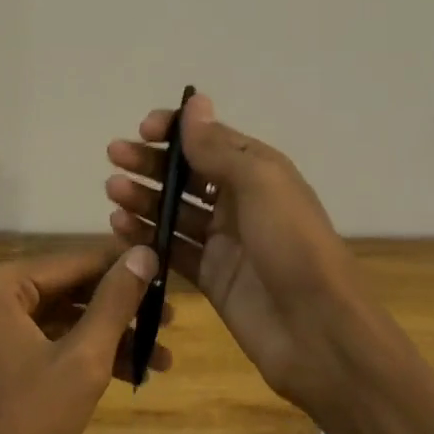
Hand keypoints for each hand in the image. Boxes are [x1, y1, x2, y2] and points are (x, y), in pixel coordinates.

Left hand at [0, 245, 166, 433]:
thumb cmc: (26, 421)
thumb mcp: (82, 359)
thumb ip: (114, 302)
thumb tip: (144, 252)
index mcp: (0, 283)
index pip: (74, 261)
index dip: (123, 268)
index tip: (166, 273)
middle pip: (69, 288)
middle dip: (120, 308)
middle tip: (169, 318)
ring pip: (62, 317)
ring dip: (108, 335)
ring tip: (161, 354)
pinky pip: (48, 340)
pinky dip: (84, 353)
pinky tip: (129, 371)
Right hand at [106, 92, 365, 411]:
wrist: (319, 331)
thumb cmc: (292, 243)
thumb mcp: (259, 182)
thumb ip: (218, 147)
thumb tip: (194, 102)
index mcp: (257, 171)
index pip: (209, 139)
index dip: (175, 130)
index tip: (143, 129)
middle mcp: (239, 201)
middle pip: (186, 173)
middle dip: (150, 162)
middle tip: (114, 156)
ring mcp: (224, 241)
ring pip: (174, 210)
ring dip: (143, 196)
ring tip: (113, 191)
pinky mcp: (211, 277)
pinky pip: (172, 249)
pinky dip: (146, 235)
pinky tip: (120, 226)